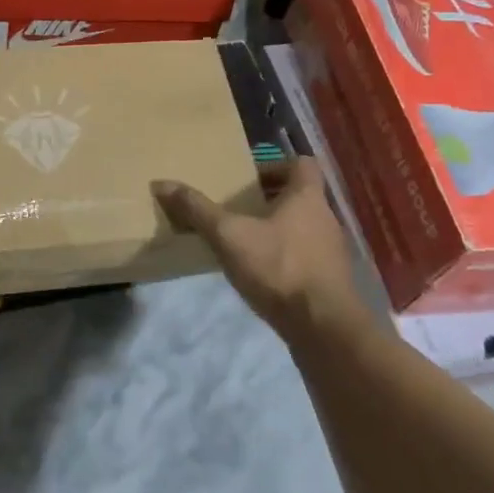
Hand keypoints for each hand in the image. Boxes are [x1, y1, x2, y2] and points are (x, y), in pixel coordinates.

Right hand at [152, 158, 368, 344]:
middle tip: (237, 209)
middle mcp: (325, 218)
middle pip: (300, 196)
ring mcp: (332, 251)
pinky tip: (260, 274)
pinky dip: (284, 257)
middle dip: (269, 199)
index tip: (248, 179)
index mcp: (307, 197)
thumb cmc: (279, 268)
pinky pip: (305, 256)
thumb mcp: (229, 236)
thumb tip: (161, 183)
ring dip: (276, 230)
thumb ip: (197, 210)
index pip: (302, 164)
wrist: (324, 328)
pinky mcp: (330, 280)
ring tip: (243, 242)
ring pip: (302, 227)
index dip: (276, 165)